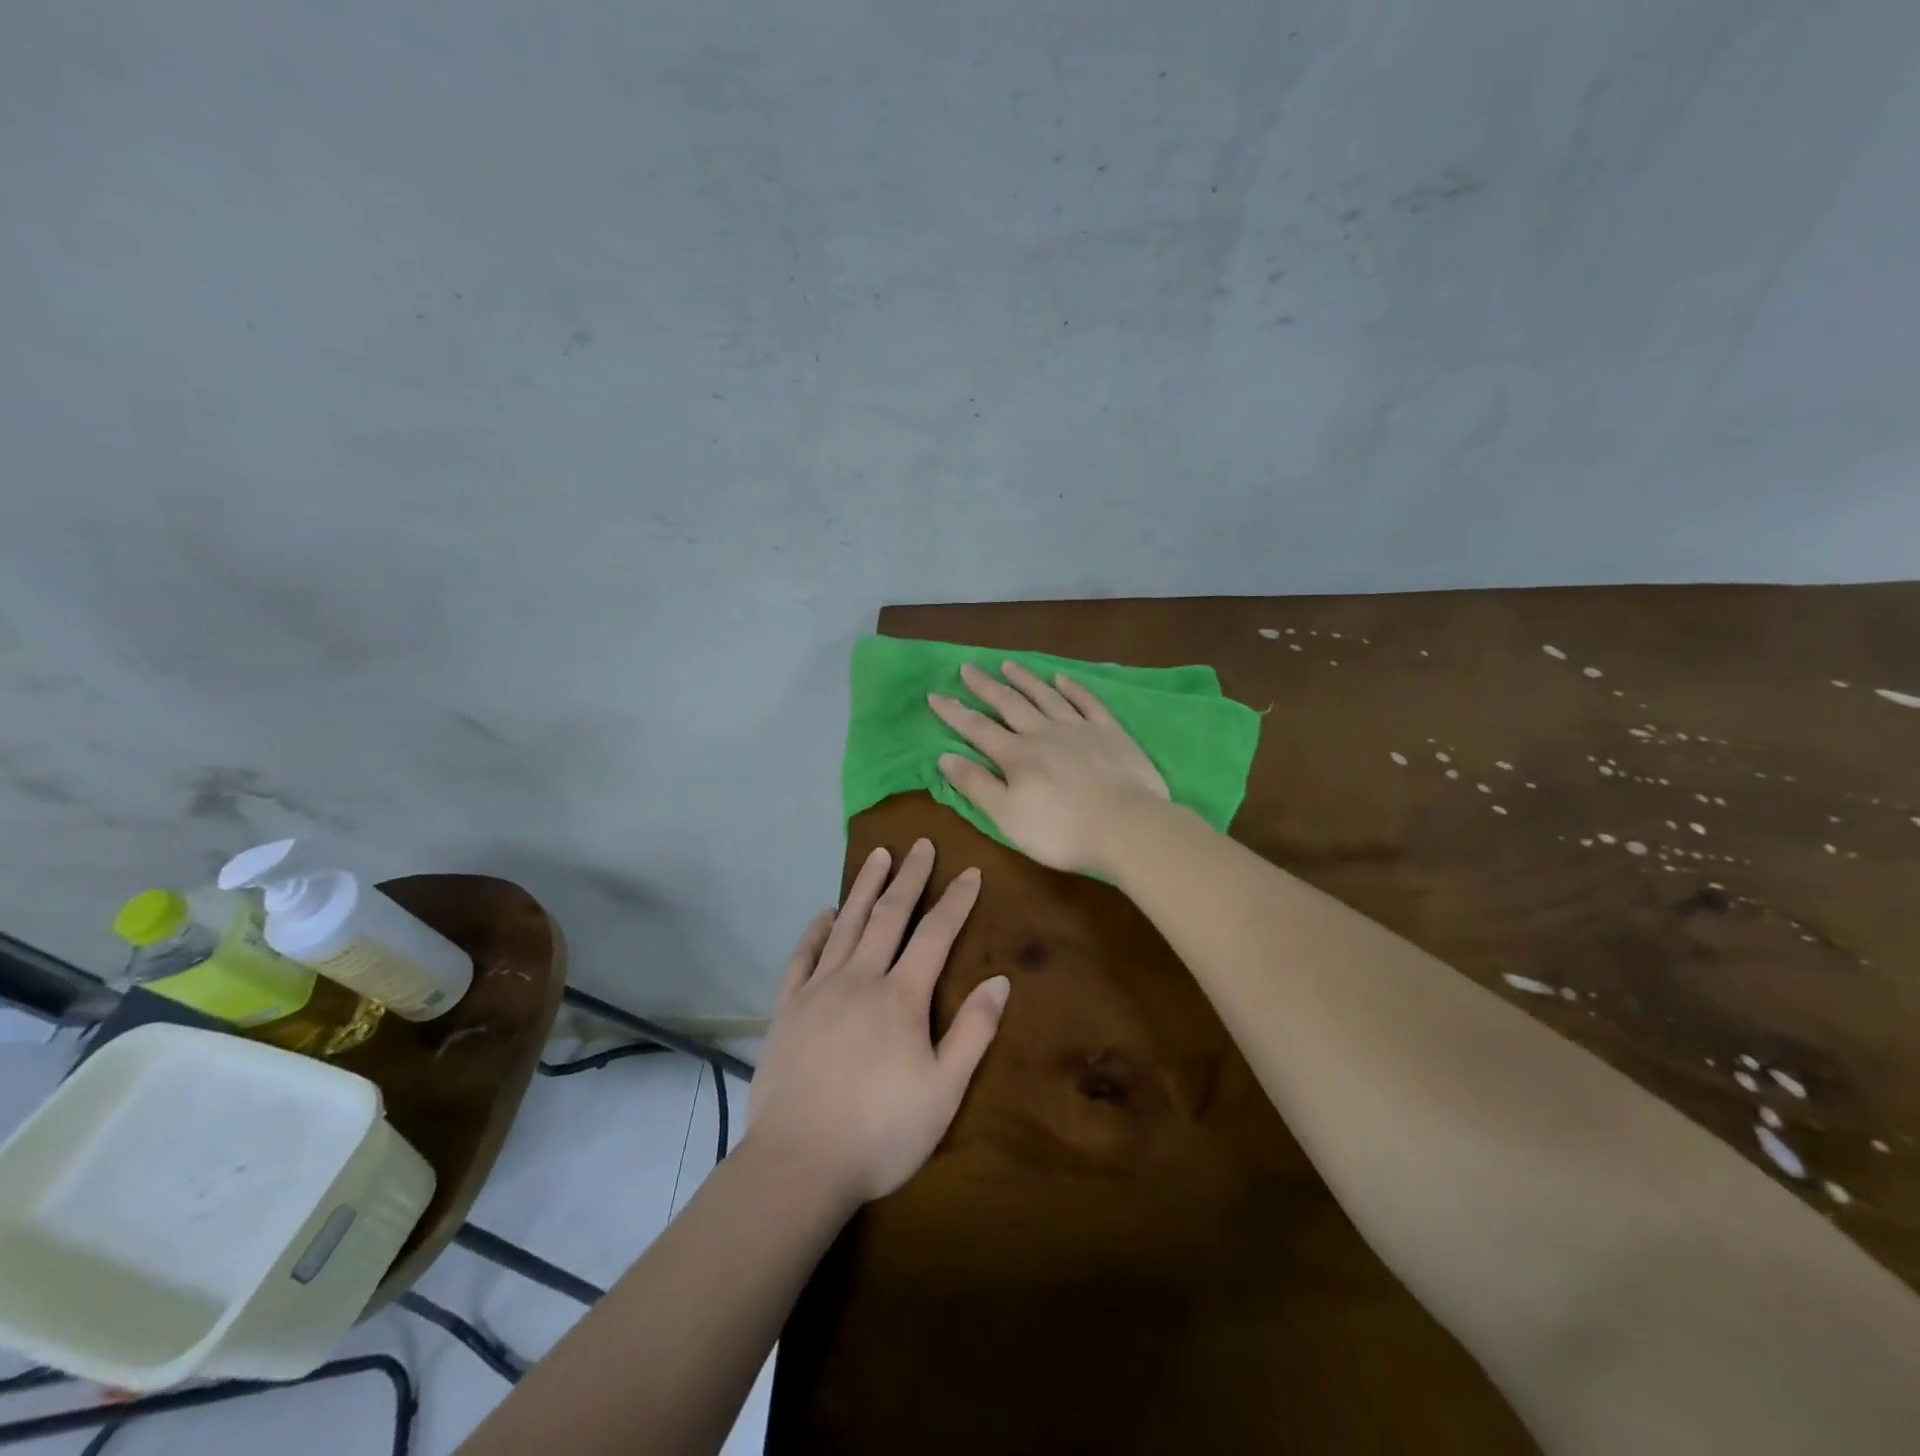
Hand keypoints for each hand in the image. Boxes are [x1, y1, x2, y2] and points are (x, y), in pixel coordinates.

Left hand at [746, 840, 1008, 1207]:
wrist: (799, 1163)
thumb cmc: (881, 1132)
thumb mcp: (944, 1091)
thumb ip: (973, 1032)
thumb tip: (999, 981)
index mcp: (901, 996)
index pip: (936, 934)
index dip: (955, 901)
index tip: (970, 871)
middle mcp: (860, 978)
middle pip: (889, 915)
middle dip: (909, 877)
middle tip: (921, 844)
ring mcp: (819, 989)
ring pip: (846, 925)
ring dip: (864, 887)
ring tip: (878, 855)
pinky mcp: (787, 1008)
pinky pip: (802, 956)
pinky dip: (815, 930)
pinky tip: (824, 912)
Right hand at [929, 661, 1170, 876]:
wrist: (1127, 827)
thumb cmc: (1061, 831)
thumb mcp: (1007, 817)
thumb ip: (976, 785)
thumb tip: (945, 756)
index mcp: (1017, 755)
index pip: (977, 728)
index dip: (954, 712)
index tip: (934, 695)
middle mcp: (1044, 732)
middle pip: (1009, 704)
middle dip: (986, 686)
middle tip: (968, 667)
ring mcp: (1079, 728)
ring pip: (1046, 696)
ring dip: (1025, 679)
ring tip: (1008, 664)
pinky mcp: (1110, 732)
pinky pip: (1087, 702)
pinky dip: (1072, 688)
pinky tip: (1061, 678)